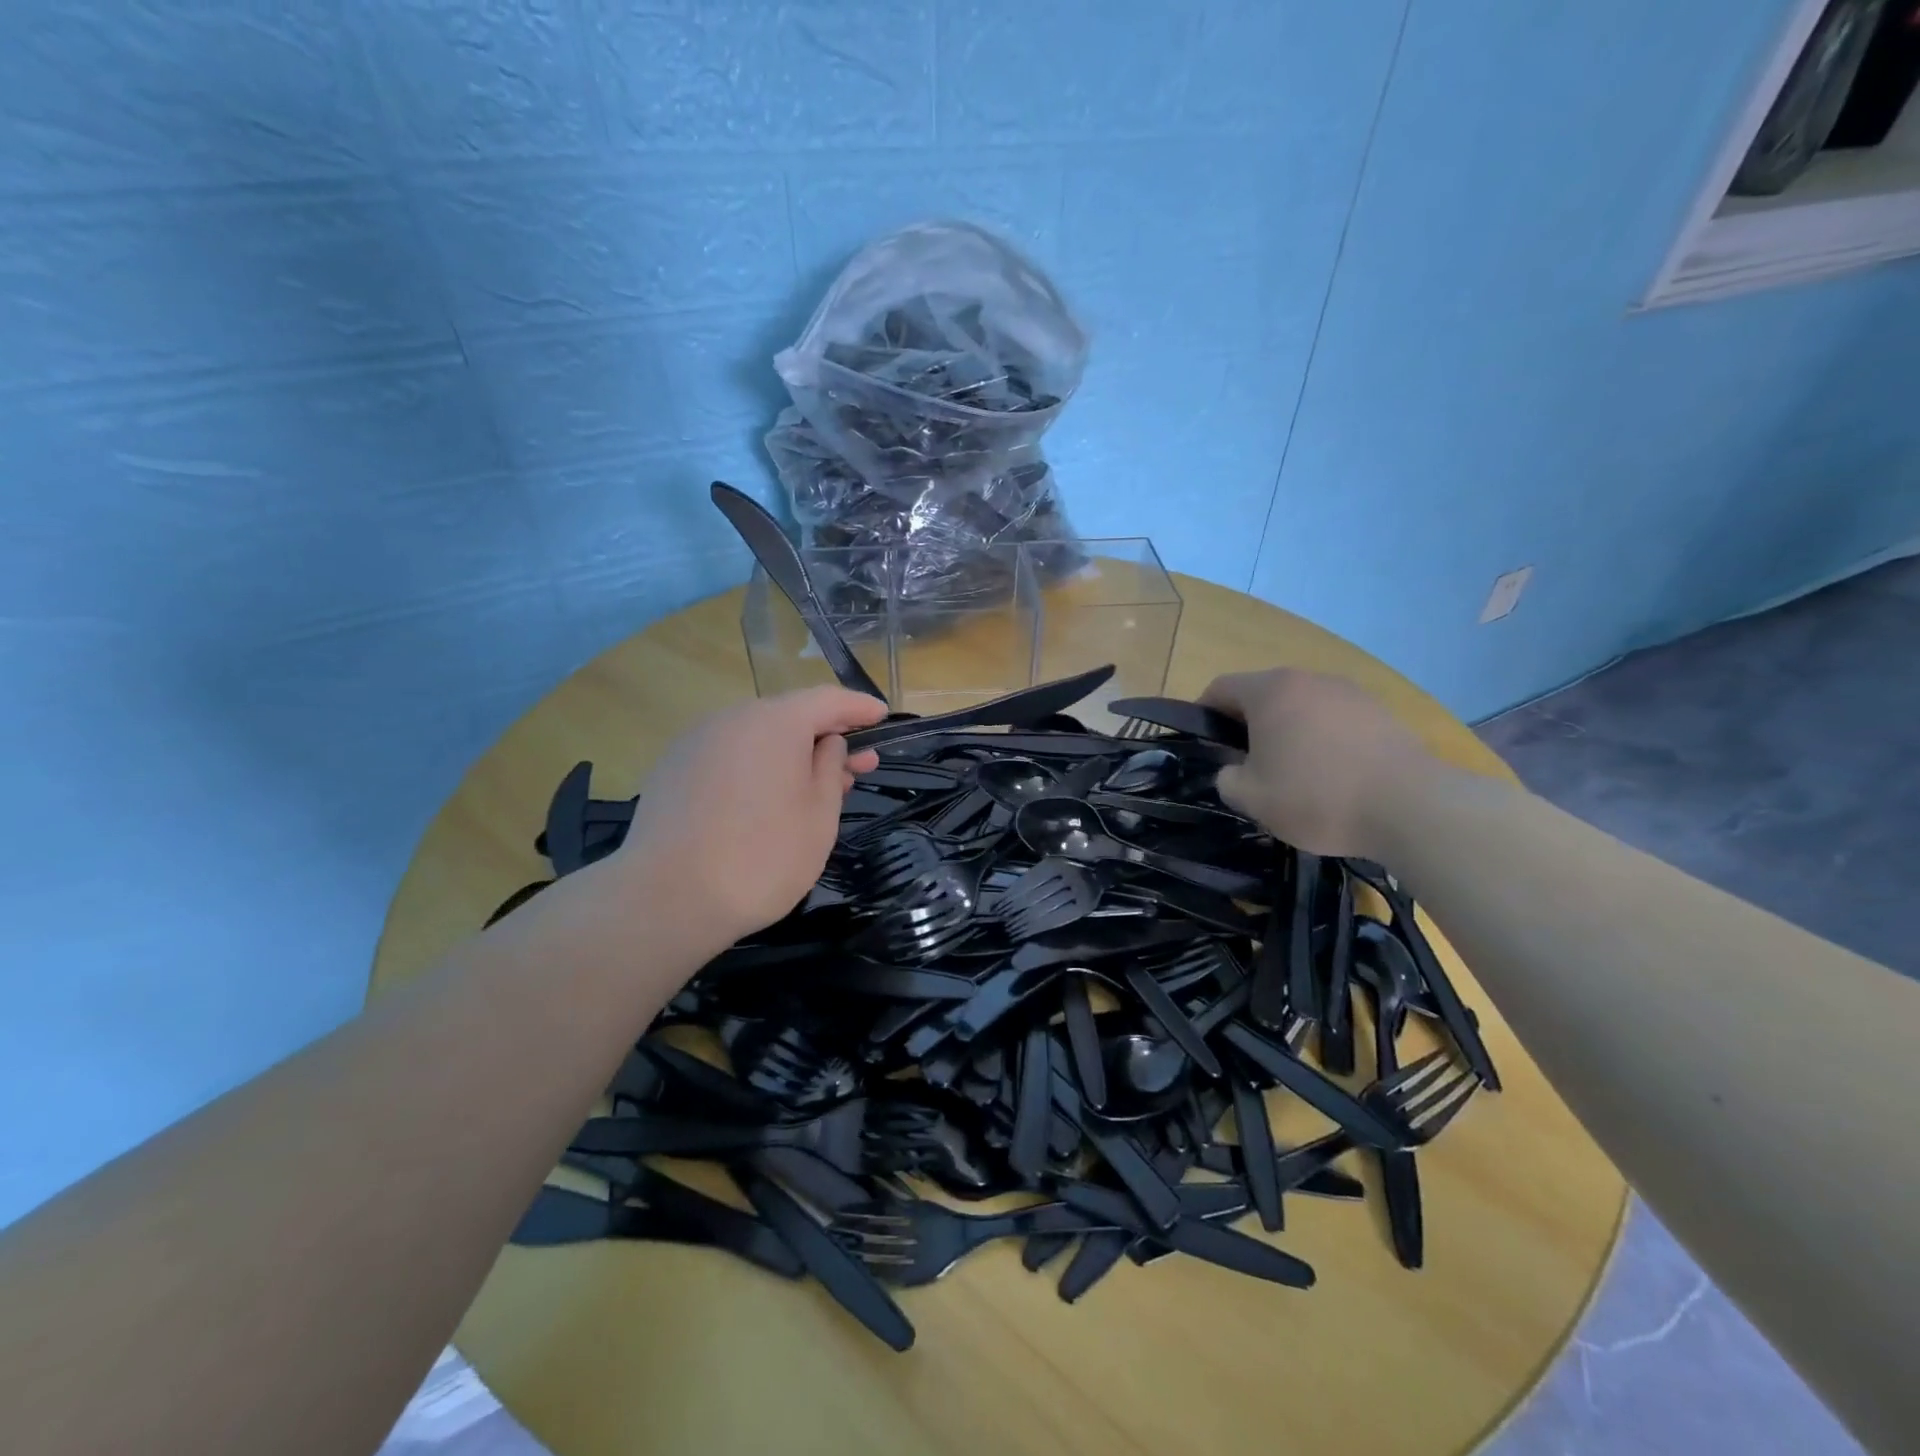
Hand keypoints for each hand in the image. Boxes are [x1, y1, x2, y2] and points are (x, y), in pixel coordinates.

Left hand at [617, 687, 885, 948]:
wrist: (668, 898)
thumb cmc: (763, 856)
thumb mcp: (820, 815)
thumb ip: (830, 768)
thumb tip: (826, 743)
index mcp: (774, 721)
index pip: (828, 699)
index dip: (859, 707)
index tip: (883, 716)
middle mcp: (732, 718)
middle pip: (790, 716)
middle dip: (827, 737)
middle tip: (858, 766)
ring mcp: (696, 741)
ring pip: (757, 737)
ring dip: (791, 754)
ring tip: (813, 788)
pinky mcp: (673, 768)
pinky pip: (729, 755)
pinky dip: (756, 766)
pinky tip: (766, 799)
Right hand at [1199, 668, 1431, 857]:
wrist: (1411, 807)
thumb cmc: (1316, 796)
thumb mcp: (1251, 798)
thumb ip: (1227, 778)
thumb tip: (1233, 770)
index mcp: (1271, 691)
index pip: (1221, 688)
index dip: (1203, 713)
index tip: (1204, 744)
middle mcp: (1309, 679)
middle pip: (1264, 695)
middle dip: (1248, 725)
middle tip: (1246, 764)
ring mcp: (1351, 692)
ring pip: (1303, 707)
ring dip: (1289, 731)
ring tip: (1293, 773)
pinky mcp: (1382, 712)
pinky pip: (1336, 720)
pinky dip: (1324, 740)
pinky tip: (1333, 776)